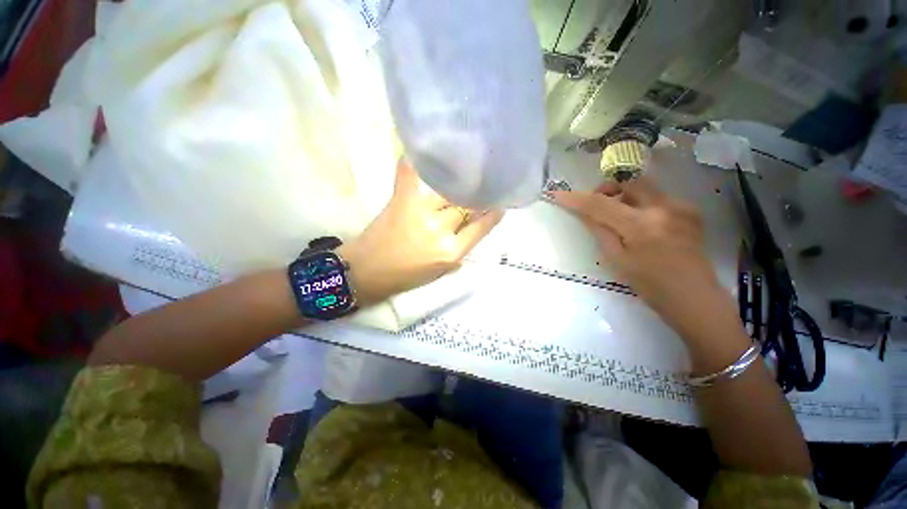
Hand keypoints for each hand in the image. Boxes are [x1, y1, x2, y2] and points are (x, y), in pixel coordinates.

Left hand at [339, 159, 503, 305]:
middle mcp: (440, 229)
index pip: (482, 226)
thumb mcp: (441, 272)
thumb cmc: (406, 277)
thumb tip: (473, 231)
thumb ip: (460, 251)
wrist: (367, 271)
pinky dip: (416, 162)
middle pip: (466, 206)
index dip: (493, 214)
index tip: (498, 204)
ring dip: (455, 187)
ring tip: (461, 177)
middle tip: (478, 192)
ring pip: (448, 191)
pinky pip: (412, 174)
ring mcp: (420, 211)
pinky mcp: (401, 200)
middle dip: (474, 200)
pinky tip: (422, 150)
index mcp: (451, 251)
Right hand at [550, 178, 723, 332]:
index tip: (558, 194)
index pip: (600, 204)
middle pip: (627, 182)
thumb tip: (583, 212)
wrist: (694, 298)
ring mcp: (681, 206)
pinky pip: (658, 197)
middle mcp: (663, 207)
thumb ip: (599, 231)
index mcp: (641, 225)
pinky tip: (643, 225)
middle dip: (607, 189)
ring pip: (644, 187)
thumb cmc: (650, 285)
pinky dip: (642, 205)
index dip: (576, 198)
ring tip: (620, 218)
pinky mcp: (690, 210)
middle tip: (597, 206)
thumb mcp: (617, 259)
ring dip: (625, 196)